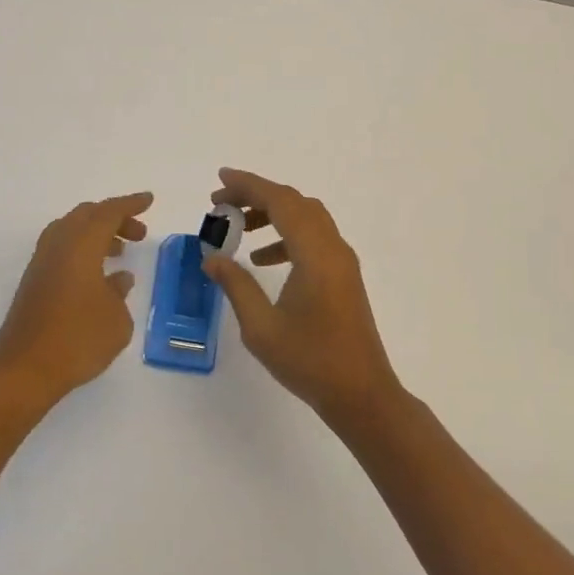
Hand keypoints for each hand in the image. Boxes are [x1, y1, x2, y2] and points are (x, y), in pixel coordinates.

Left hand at [0, 192, 151, 414]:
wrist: (24, 370)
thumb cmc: (77, 340)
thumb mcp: (116, 320)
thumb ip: (120, 293)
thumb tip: (117, 279)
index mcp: (81, 245)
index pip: (109, 212)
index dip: (131, 204)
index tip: (149, 200)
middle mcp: (58, 245)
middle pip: (87, 215)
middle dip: (114, 218)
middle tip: (138, 233)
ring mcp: (42, 263)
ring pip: (71, 231)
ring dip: (97, 234)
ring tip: (120, 252)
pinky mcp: (34, 282)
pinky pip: (62, 250)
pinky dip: (82, 251)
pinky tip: (97, 277)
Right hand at [204, 169, 400, 422]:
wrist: (362, 395)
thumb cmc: (310, 362)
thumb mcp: (261, 328)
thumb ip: (236, 286)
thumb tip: (212, 258)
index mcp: (315, 255)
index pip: (280, 202)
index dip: (248, 185)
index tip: (219, 179)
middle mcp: (332, 248)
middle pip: (294, 203)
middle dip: (256, 196)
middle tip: (220, 204)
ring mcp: (342, 261)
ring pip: (306, 218)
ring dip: (271, 214)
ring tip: (237, 228)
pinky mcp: (343, 275)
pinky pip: (313, 238)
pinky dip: (286, 236)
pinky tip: (262, 259)